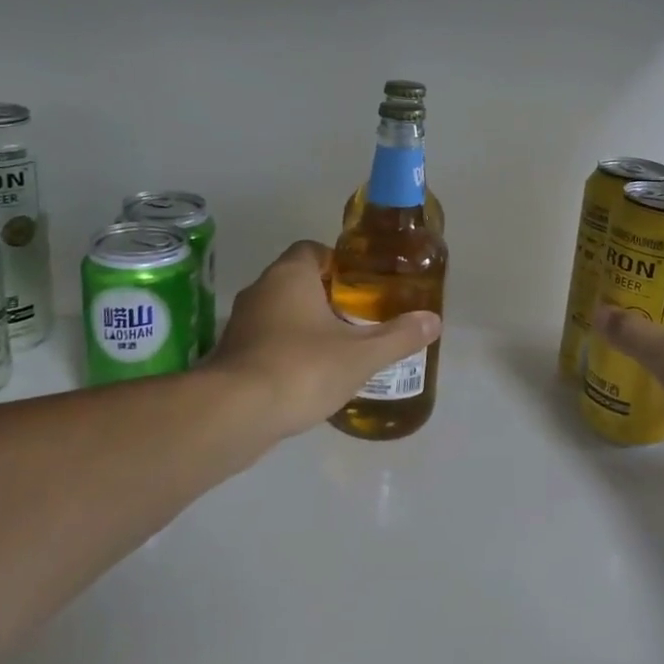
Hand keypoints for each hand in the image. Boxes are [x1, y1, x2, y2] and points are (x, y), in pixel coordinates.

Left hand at [208, 241, 440, 441]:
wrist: (234, 414)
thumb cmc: (302, 369)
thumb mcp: (362, 354)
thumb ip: (399, 336)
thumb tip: (433, 320)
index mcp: (290, 275)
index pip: (312, 250)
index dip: (337, 263)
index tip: (360, 285)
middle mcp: (260, 290)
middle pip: (297, 281)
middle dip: (326, 297)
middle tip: (359, 318)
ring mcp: (241, 324)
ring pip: (280, 313)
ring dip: (305, 326)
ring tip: (338, 349)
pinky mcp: (230, 356)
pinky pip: (266, 342)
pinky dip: (286, 352)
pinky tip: (308, 378)